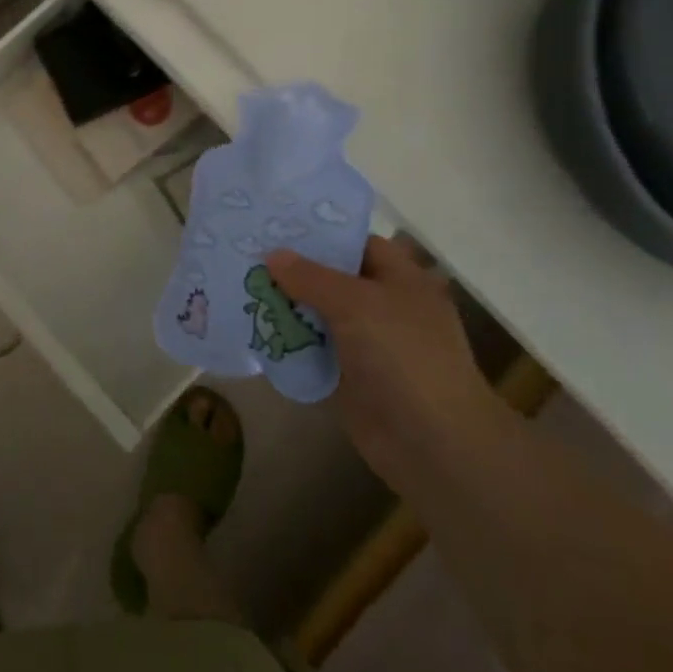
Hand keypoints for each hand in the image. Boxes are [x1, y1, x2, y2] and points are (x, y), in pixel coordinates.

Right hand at [267, 236, 495, 479]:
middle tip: (245, 255)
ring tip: (240, 287)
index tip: (275, 227)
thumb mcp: (356, 303)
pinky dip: (289, 342)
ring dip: (286, 307)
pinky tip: (253, 329)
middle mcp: (384, 306)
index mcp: (400, 278)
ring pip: (319, 315)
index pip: (356, 243)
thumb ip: (311, 277)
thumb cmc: (403, 357)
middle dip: (293, 270)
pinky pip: (313, 350)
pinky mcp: (349, 377)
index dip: (319, 235)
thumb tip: (273, 255)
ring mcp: (367, 344)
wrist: (432, 444)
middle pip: (332, 279)